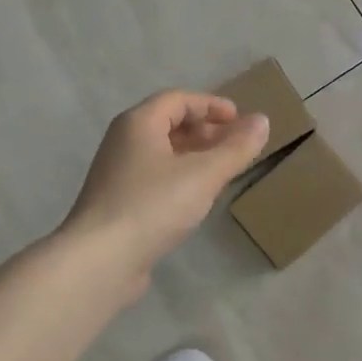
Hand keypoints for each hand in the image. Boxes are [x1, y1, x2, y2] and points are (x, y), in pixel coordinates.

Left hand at [61, 90, 269, 293]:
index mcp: (139, 124)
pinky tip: (195, 198)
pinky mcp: (117, 203)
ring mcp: (117, 173)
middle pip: (168, 124)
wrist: (99, 261)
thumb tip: (262, 121)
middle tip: (234, 145)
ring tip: (221, 170)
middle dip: (205, 130)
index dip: (211, 105)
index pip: (178, 99)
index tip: (240, 120)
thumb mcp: (204, 175)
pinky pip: (154, 177)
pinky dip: (179, 176)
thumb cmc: (153, 206)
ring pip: (161, 152)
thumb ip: (236, 148)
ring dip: (193, 155)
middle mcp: (123, 141)